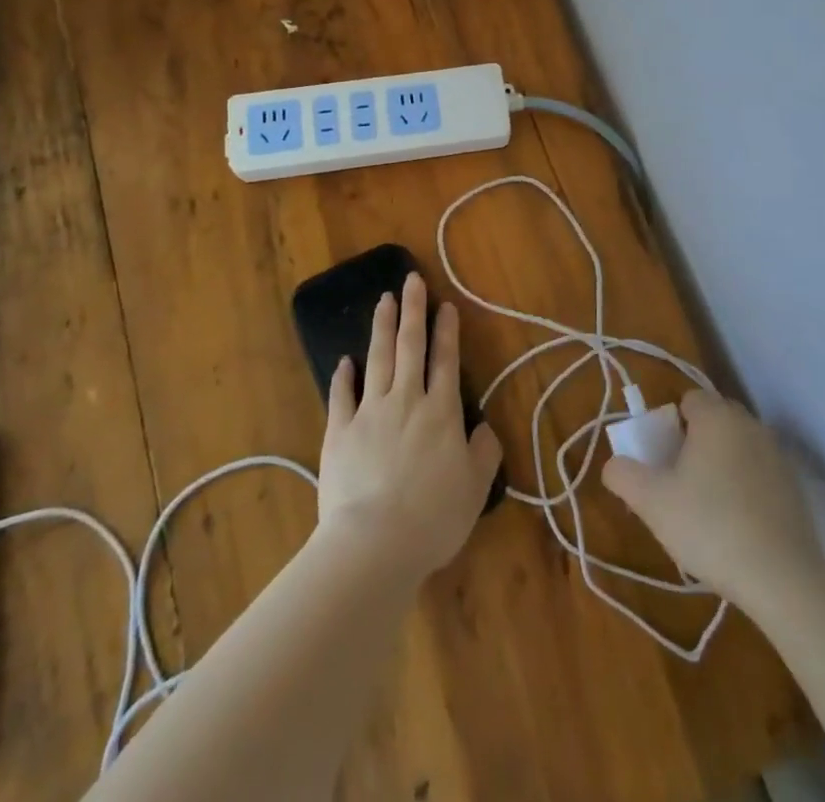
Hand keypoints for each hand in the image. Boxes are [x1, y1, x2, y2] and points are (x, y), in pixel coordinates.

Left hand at [316, 273, 502, 581]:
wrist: (374, 544)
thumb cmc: (432, 518)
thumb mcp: (475, 489)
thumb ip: (484, 452)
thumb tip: (484, 426)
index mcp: (441, 412)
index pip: (446, 360)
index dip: (447, 330)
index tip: (445, 304)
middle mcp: (406, 401)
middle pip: (410, 346)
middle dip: (412, 310)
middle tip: (411, 279)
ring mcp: (369, 413)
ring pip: (377, 359)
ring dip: (381, 327)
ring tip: (383, 300)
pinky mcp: (339, 432)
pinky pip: (342, 396)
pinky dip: (344, 376)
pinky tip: (345, 360)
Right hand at [601, 390, 824, 609]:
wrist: (781, 576)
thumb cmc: (709, 526)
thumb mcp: (652, 503)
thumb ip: (624, 475)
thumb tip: (614, 465)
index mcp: (716, 416)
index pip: (688, 400)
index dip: (670, 426)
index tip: (664, 460)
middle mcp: (749, 424)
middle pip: (714, 420)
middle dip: (696, 443)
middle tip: (681, 483)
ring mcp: (777, 454)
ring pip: (738, 446)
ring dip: (722, 464)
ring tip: (709, 509)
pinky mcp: (795, 486)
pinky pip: (759, 473)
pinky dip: (747, 487)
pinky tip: (739, 525)